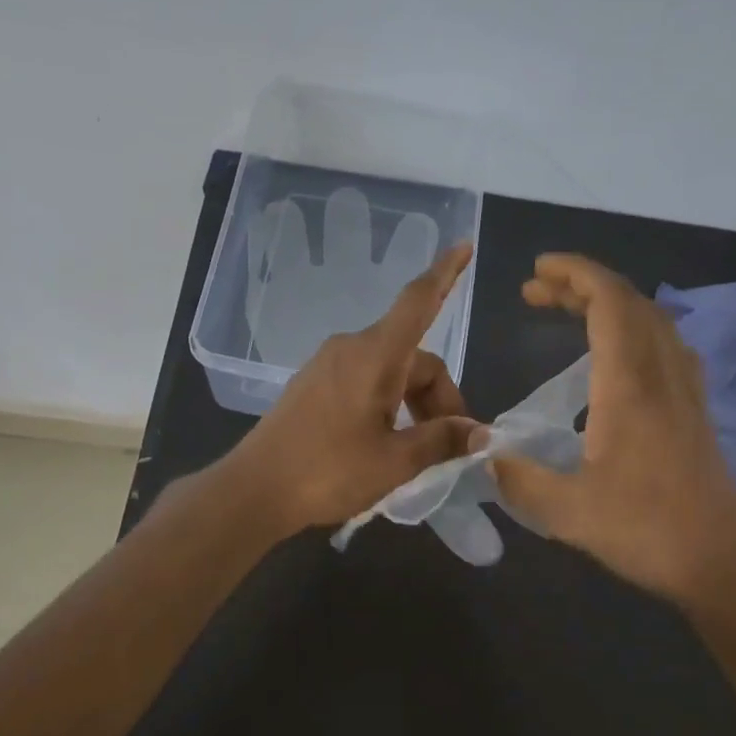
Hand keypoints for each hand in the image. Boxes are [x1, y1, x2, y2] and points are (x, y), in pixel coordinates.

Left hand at [227, 242, 478, 533]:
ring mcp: (328, 365)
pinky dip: (387, 404)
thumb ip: (441, 440)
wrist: (255, 489)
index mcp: (375, 356)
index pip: (417, 302)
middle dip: (439, 397)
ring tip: (418, 450)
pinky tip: (387, 442)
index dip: (445, 274)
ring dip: (413, 403)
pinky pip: (365, 381)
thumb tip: (479, 433)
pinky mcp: (313, 385)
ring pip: (389, 372)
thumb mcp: (395, 461)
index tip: (464, 246)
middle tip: (451, 445)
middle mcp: (351, 349)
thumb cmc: (329, 471)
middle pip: (413, 357)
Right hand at [489, 253, 735, 608]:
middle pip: (631, 303)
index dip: (575, 275)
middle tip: (536, 291)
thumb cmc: (645, 533)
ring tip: (569, 310)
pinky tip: (615, 352)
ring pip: (653, 321)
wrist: (720, 564)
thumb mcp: (567, 513)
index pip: (610, 304)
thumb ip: (519, 479)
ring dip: (611, 303)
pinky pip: (667, 345)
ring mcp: (686, 391)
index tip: (537, 271)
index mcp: (631, 389)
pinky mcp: (695, 410)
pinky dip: (634, 328)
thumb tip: (484, 454)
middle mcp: (663, 376)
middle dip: (582, 284)